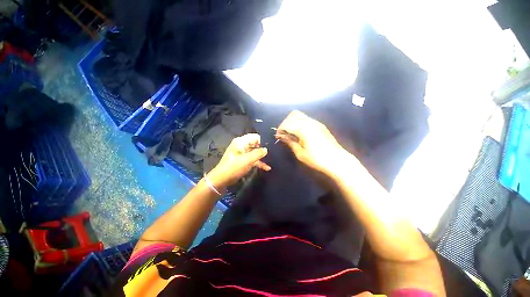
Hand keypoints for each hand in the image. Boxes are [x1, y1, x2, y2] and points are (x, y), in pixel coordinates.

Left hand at [207, 133, 270, 188]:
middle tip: (273, 154)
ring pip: (255, 152)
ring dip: (262, 157)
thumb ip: (258, 153)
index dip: (263, 141)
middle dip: (263, 149)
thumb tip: (266, 149)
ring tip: (271, 161)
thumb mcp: (247, 160)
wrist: (222, 179)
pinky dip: (258, 162)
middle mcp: (242, 145)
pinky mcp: (243, 160)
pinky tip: (266, 168)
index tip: (270, 147)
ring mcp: (242, 153)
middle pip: (255, 144)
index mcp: (241, 142)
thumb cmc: (234, 167)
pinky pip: (252, 159)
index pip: (255, 137)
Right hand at [277, 110, 349, 174]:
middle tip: (284, 133)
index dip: (280, 129)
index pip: (287, 124)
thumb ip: (290, 142)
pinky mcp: (321, 125)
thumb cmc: (317, 159)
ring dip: (293, 121)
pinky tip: (300, 132)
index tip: (278, 136)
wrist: (337, 160)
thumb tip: (282, 137)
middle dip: (286, 122)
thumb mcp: (300, 153)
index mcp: (303, 129)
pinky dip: (300, 122)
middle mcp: (309, 122)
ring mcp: (316, 122)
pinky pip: (307, 119)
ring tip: (291, 132)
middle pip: (293, 115)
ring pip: (300, 115)